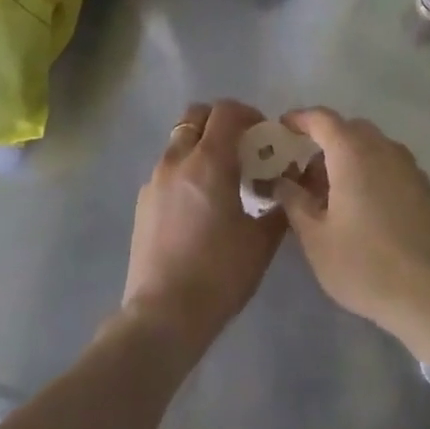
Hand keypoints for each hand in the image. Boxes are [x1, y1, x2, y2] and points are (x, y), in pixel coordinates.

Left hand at [120, 99, 286, 358]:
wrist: (162, 317)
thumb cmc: (219, 275)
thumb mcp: (261, 242)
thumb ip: (279, 206)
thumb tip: (287, 188)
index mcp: (209, 161)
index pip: (226, 111)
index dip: (247, 114)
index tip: (263, 134)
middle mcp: (177, 160)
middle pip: (196, 115)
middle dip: (220, 122)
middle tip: (240, 147)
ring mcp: (155, 180)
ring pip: (179, 142)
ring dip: (201, 146)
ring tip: (220, 178)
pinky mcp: (142, 203)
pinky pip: (167, 170)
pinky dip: (185, 171)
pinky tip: (198, 205)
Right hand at [272, 108, 429, 341]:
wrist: (429, 295)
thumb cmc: (364, 264)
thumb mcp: (315, 238)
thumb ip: (294, 201)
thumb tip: (281, 181)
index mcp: (352, 151)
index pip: (321, 118)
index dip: (299, 119)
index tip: (281, 129)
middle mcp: (382, 147)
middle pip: (347, 129)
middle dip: (323, 142)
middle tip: (304, 172)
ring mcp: (407, 164)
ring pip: (370, 145)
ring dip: (348, 157)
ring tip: (332, 193)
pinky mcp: (422, 185)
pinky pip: (388, 163)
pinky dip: (370, 169)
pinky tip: (363, 205)